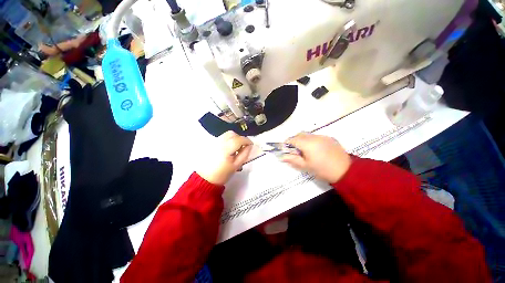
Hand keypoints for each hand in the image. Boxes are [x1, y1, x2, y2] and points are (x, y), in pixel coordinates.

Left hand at [197, 131, 252, 184]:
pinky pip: (222, 138)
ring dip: (234, 138)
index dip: (247, 140)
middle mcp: (219, 143)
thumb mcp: (236, 165)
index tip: (251, 145)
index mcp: (226, 149)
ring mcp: (214, 142)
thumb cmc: (222, 174)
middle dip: (240, 138)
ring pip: (226, 134)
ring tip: (236, 148)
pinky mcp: (211, 144)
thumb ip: (244, 154)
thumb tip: (249, 146)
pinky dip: (228, 140)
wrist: (205, 179)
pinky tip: (229, 149)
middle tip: (243, 146)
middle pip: (232, 134)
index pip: (239, 139)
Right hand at [280, 133, 350, 183]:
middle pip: (299, 135)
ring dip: (303, 140)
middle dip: (294, 140)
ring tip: (305, 151)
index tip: (285, 149)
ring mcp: (323, 136)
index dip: (287, 143)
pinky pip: (316, 136)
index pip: (292, 139)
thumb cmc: (323, 170)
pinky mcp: (329, 138)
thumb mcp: (306, 166)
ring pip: (308, 135)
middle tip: (295, 151)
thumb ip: (292, 160)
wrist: (346, 171)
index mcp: (307, 143)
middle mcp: (314, 137)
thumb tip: (282, 157)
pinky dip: (311, 140)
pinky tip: (315, 150)